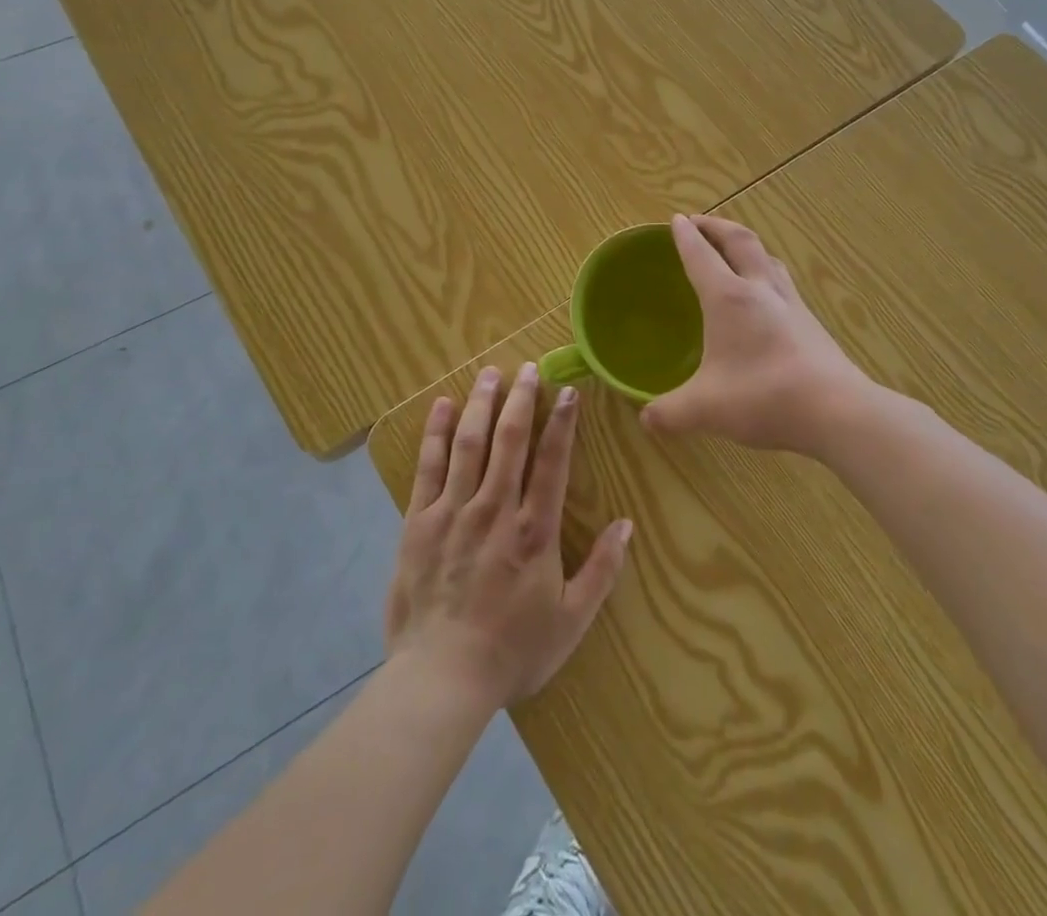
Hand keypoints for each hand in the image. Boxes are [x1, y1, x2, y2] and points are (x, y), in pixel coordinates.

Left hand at [384, 363, 632, 715]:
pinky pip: (428, 467)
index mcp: (535, 530)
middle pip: (510, 440)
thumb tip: (628, 524)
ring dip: (482, 404)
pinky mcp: (419, 522)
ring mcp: (454, 511)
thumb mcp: (572, 620)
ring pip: (470, 444)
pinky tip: (442, 406)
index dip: (563, 423)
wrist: (441, 678)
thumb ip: (602, 570)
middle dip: (521, 400)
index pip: (552, 462)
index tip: (568, 392)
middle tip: (527, 368)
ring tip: (490, 373)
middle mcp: (495, 509)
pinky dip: (435, 433)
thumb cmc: (512, 651)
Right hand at [641, 215, 874, 456]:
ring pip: (768, 258)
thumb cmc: (763, 397)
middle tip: (699, 222)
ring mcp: (791, 303)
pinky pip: (783, 282)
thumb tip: (646, 419)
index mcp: (728, 298)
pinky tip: (765, 295)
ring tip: (733, 250)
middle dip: (716, 226)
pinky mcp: (811, 322)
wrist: (836, 410)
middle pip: (740, 241)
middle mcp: (760, 289)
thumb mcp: (705, 409)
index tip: (675, 220)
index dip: (686, 236)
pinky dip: (766, 272)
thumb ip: (670, 412)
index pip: (701, 255)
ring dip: (746, 245)